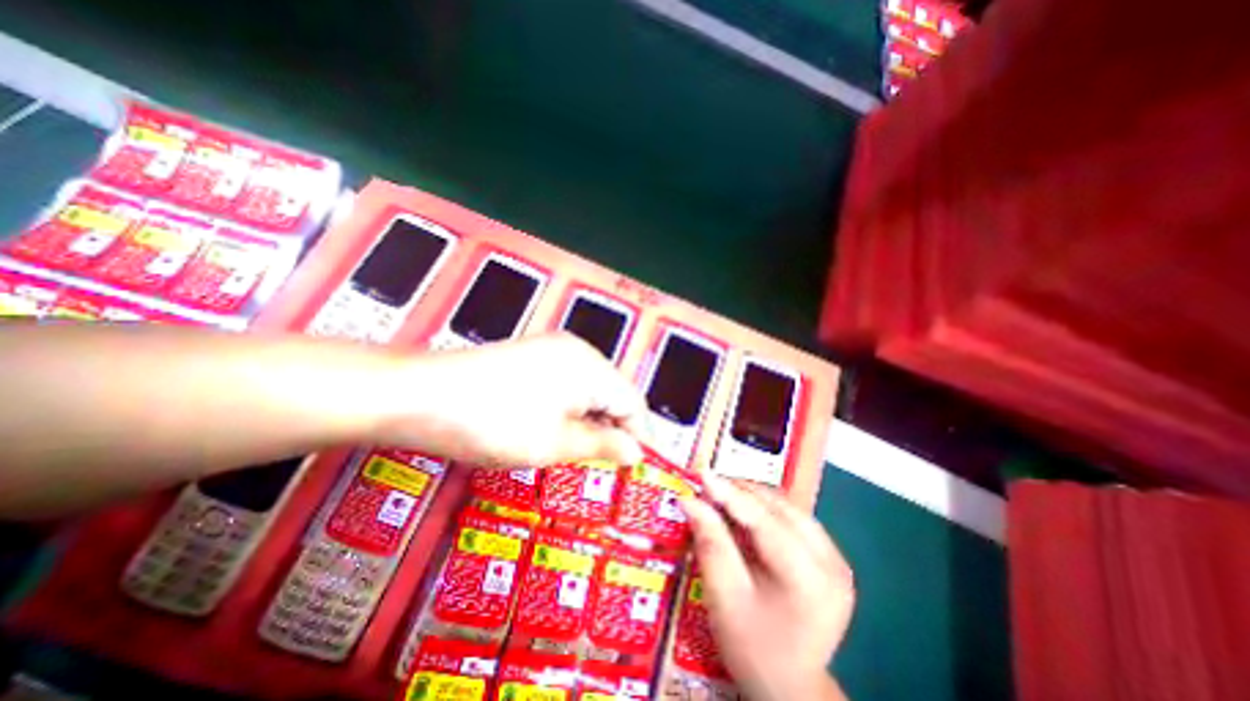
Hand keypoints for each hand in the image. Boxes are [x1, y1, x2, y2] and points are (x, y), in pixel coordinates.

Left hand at [385, 333, 644, 469]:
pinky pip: (569, 383)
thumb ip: (603, 446)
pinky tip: (558, 428)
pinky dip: (572, 409)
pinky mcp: (534, 355)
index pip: (633, 402)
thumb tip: (637, 453)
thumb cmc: (493, 423)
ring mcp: (554, 349)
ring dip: (592, 420)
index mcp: (590, 366)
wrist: (419, 396)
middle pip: (613, 393)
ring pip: (591, 390)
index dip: (639, 436)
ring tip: (583, 452)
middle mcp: (578, 351)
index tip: (637, 467)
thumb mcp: (554, 443)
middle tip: (609, 466)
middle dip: (615, 428)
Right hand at [680, 476, 855, 699]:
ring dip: (752, 497)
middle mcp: (832, 563)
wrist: (791, 688)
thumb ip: (711, 543)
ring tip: (722, 496)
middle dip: (740, 492)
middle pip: (780, 508)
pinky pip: (793, 518)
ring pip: (788, 508)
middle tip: (707, 487)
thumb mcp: (724, 598)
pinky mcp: (832, 558)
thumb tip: (690, 500)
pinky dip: (765, 509)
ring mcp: (837, 560)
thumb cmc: (752, 648)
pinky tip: (745, 512)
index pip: (765, 521)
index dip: (731, 494)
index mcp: (809, 580)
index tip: (702, 474)